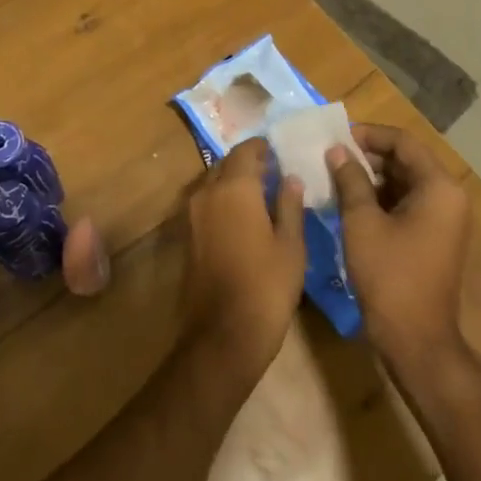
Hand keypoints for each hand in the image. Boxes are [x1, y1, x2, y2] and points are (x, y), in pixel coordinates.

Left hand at [181, 138, 305, 385]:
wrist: (223, 332)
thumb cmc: (266, 286)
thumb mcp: (291, 245)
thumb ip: (290, 206)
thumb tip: (291, 178)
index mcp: (234, 187)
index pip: (246, 150)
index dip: (263, 148)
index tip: (281, 151)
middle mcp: (208, 192)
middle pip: (227, 164)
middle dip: (249, 163)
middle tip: (275, 171)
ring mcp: (193, 213)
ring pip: (215, 182)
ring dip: (235, 181)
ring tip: (264, 193)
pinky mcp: (189, 234)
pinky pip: (208, 203)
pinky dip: (225, 200)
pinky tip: (246, 217)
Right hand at [327, 123, 475, 376]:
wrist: (415, 340)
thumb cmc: (389, 275)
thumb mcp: (362, 222)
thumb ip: (350, 180)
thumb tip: (338, 150)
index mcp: (439, 188)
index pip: (403, 142)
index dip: (368, 134)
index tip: (335, 137)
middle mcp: (448, 198)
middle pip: (406, 160)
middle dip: (368, 155)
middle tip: (330, 156)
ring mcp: (443, 220)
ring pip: (404, 182)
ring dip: (371, 176)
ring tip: (334, 176)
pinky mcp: (432, 237)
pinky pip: (406, 203)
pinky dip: (379, 197)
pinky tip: (349, 201)